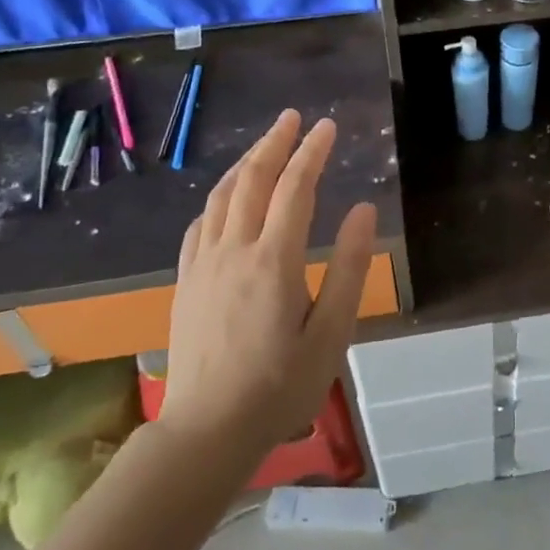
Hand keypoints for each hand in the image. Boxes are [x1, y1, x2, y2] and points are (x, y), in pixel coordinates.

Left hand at [159, 110, 377, 459]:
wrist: (205, 432)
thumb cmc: (279, 387)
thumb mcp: (331, 334)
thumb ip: (349, 268)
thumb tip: (363, 210)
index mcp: (274, 260)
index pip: (295, 188)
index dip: (312, 152)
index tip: (327, 126)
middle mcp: (235, 250)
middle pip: (253, 179)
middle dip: (275, 142)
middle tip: (293, 117)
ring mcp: (204, 264)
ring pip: (222, 195)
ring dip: (246, 162)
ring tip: (266, 144)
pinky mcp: (186, 281)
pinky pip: (201, 222)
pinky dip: (219, 196)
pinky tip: (227, 196)